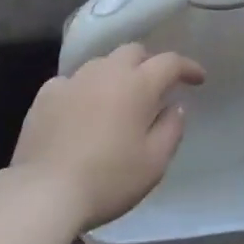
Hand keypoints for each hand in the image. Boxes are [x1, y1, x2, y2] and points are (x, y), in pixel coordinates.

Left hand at [11, 44, 202, 228]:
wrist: (44, 191)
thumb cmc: (108, 179)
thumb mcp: (154, 163)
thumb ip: (171, 129)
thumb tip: (175, 106)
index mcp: (137, 85)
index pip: (169, 62)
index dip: (187, 67)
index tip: (198, 79)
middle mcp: (105, 72)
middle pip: (133, 51)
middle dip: (149, 63)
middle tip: (156, 87)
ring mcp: (72, 80)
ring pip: (102, 63)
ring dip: (116, 74)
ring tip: (118, 99)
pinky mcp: (46, 94)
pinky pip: (72, 81)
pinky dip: (84, 90)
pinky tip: (82, 110)